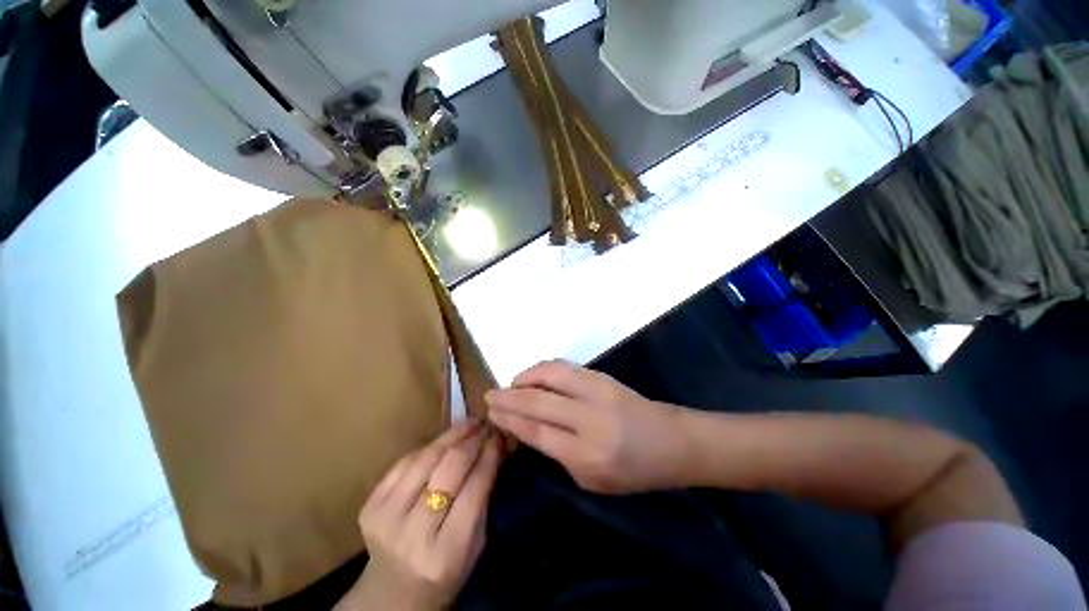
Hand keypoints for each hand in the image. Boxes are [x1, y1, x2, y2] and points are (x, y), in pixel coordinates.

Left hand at [336, 420, 501, 610]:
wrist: (391, 594)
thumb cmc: (445, 571)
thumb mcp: (475, 543)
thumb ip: (484, 497)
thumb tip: (495, 448)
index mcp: (446, 552)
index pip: (474, 488)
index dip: (489, 455)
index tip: (499, 435)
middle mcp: (413, 534)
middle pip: (448, 469)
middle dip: (472, 440)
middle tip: (486, 424)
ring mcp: (386, 517)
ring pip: (426, 458)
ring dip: (452, 435)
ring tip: (469, 423)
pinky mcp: (371, 505)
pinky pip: (405, 461)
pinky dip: (429, 446)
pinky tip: (444, 440)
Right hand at [485, 360, 690, 493]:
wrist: (671, 442)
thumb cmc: (633, 471)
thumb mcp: (593, 480)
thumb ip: (559, 454)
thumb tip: (529, 428)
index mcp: (586, 455)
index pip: (536, 431)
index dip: (509, 420)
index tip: (491, 413)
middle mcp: (589, 419)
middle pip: (538, 402)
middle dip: (508, 397)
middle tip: (489, 396)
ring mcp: (597, 391)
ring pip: (550, 375)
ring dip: (524, 377)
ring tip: (511, 385)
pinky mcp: (602, 376)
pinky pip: (565, 367)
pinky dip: (543, 369)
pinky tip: (534, 376)